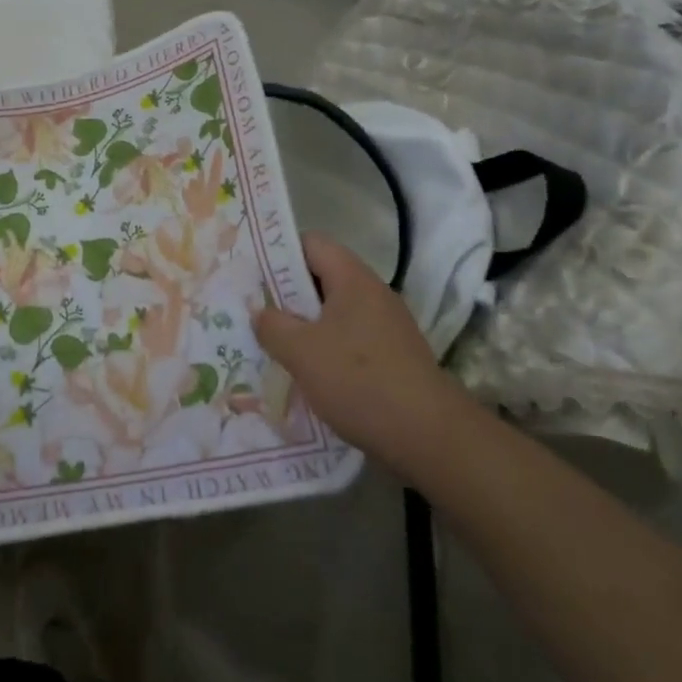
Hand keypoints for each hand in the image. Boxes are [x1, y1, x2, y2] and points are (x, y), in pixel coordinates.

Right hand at [252, 232, 460, 464]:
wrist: (429, 437)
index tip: (252, 274)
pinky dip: (325, 350)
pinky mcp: (393, 357)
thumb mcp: (300, 351)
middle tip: (255, 311)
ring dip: (304, 326)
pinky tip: (307, 374)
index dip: (279, 252)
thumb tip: (261, 312)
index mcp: (353, 279)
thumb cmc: (358, 381)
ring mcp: (386, 327)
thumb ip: (272, 325)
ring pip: (334, 313)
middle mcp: (373, 294)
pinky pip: (349, 340)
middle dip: (287, 294)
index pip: (312, 243)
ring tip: (273, 345)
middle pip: (322, 278)